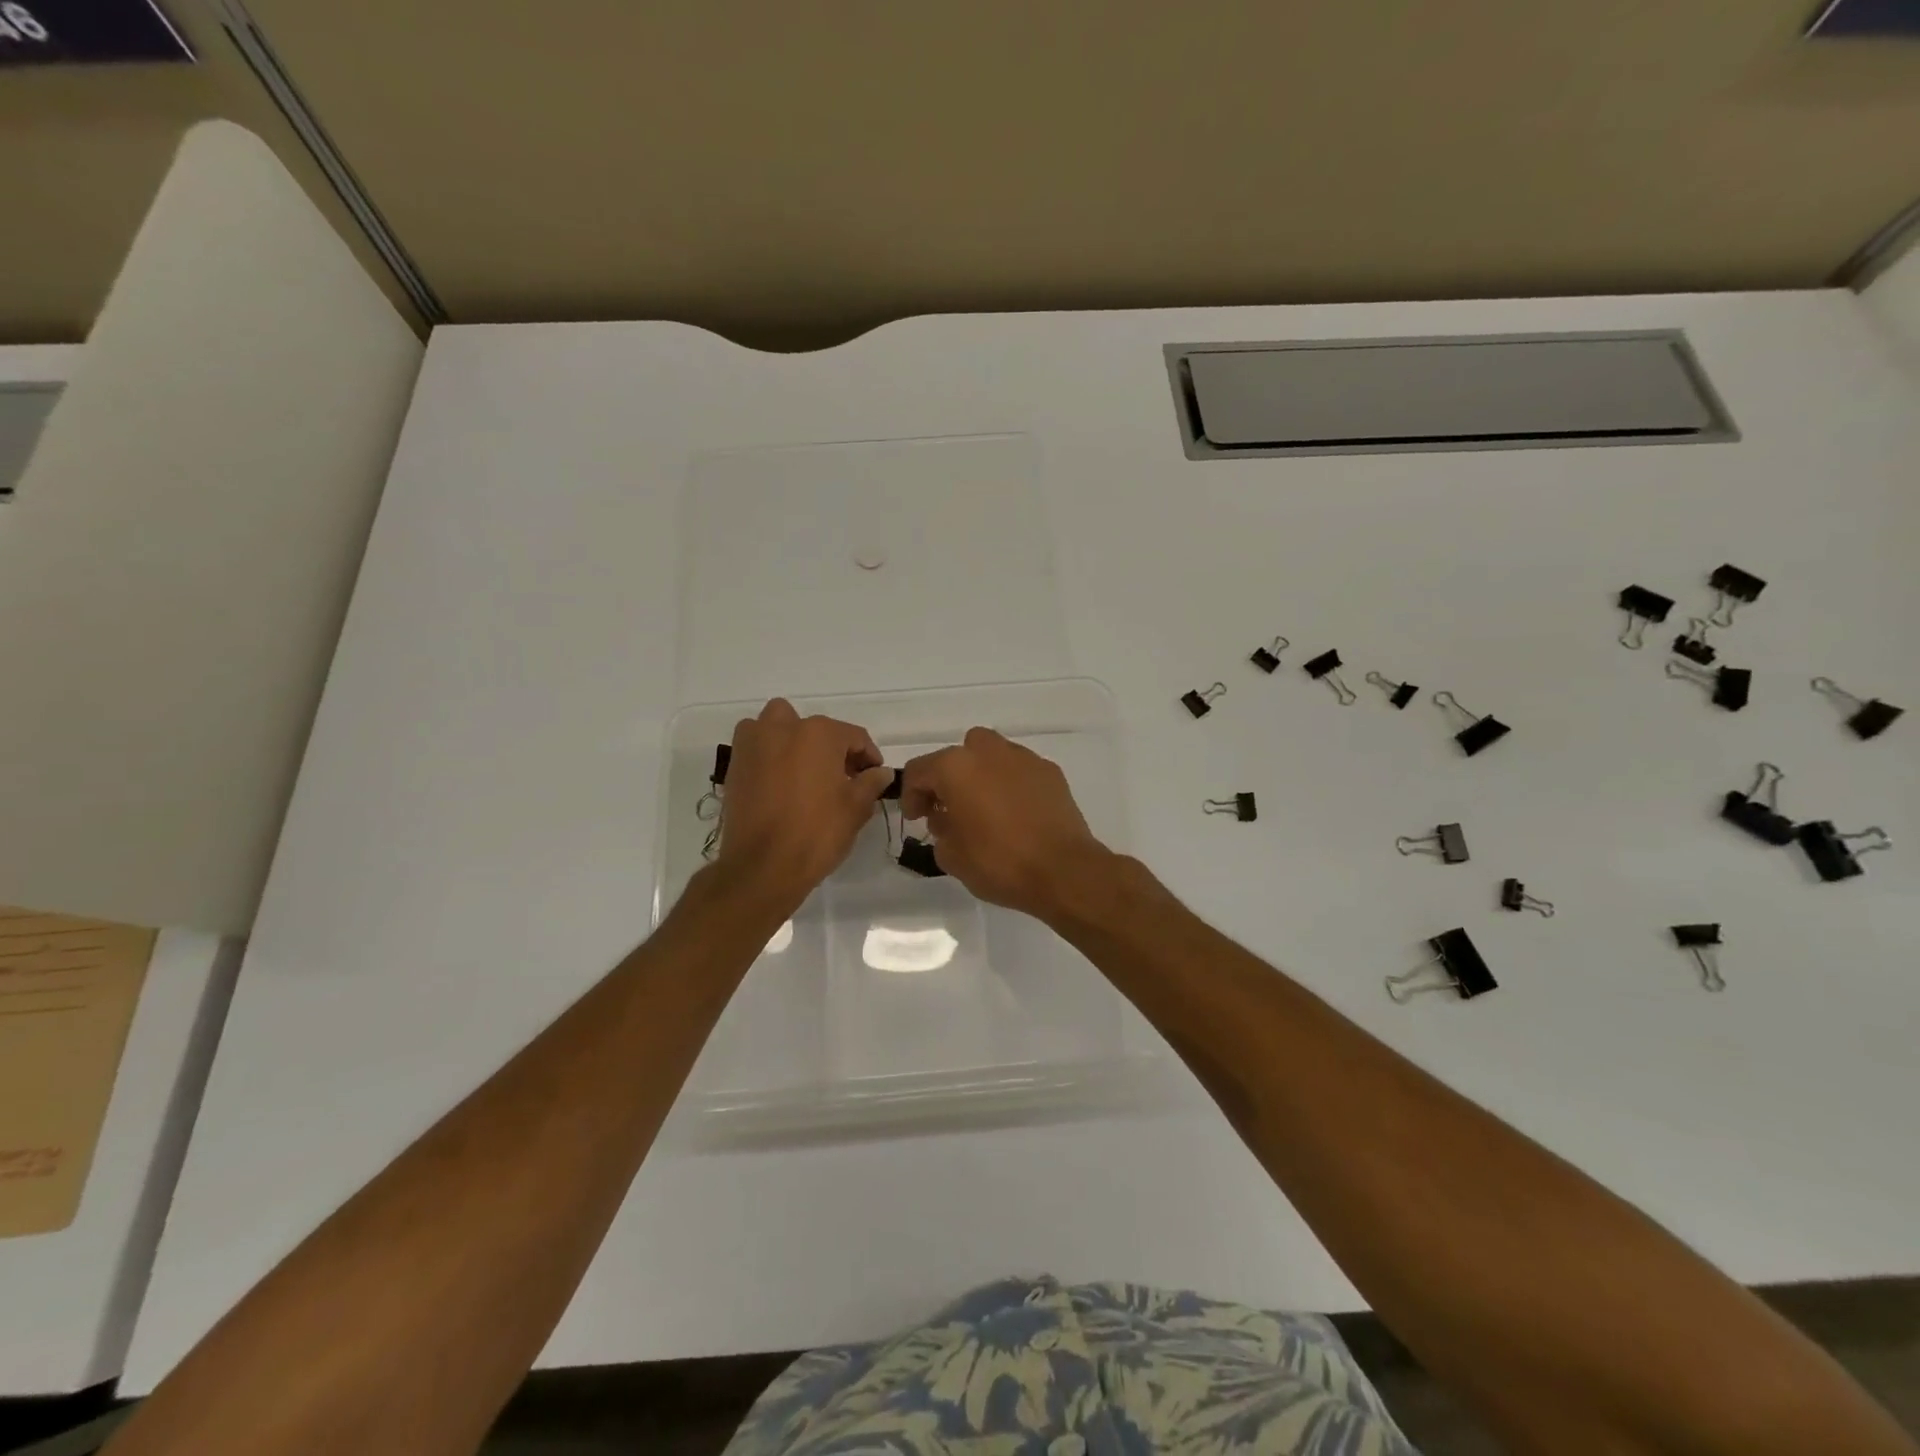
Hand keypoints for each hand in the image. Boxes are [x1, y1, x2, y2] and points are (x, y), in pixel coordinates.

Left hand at [715, 699, 893, 913]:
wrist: (762, 866)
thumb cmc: (817, 833)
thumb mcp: (856, 808)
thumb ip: (871, 783)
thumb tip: (880, 773)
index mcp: (819, 734)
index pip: (854, 736)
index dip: (869, 757)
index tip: (874, 777)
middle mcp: (784, 728)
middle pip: (816, 728)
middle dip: (831, 746)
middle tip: (842, 776)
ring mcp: (754, 744)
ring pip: (777, 725)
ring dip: (793, 738)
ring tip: (805, 771)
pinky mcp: (735, 765)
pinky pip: (756, 746)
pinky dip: (769, 754)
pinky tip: (780, 782)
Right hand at [899, 728, 1115, 920]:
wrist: (1063, 870)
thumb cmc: (999, 862)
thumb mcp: (951, 856)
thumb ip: (939, 830)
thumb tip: (947, 818)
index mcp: (956, 767)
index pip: (919, 771)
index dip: (912, 796)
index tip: (917, 819)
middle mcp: (988, 752)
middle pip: (958, 755)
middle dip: (949, 778)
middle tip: (950, 809)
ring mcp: (1023, 758)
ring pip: (991, 756)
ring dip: (981, 777)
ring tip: (985, 809)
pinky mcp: (1050, 772)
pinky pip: (1019, 770)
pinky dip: (1011, 784)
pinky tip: (1016, 814)